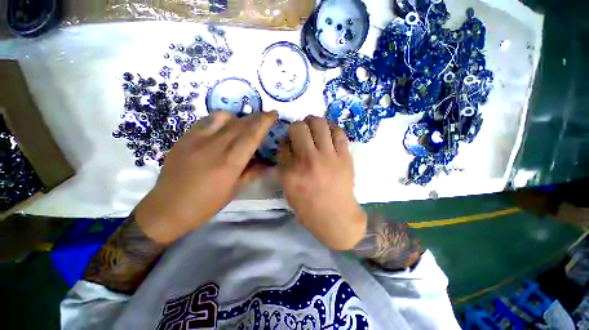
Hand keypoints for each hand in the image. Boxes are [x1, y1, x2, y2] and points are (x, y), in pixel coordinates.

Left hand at [135, 111, 277, 243]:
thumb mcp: (234, 190)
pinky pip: (206, 121)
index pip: (252, 136)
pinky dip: (220, 119)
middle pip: (240, 124)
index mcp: (230, 163)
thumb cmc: (206, 204)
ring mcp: (197, 140)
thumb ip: (252, 172)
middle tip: (265, 116)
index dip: (265, 122)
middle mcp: (214, 147)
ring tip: (243, 124)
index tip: (274, 113)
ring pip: (223, 117)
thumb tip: (268, 164)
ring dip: (238, 117)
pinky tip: (222, 127)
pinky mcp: (184, 138)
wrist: (167, 208)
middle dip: (256, 117)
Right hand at [279, 116, 366, 249]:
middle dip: (297, 125)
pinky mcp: (345, 157)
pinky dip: (332, 128)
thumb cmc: (309, 207)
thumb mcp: (288, 189)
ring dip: (314, 121)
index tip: (289, 139)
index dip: (286, 138)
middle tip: (301, 130)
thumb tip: (286, 144)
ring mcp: (329, 157)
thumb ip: (284, 165)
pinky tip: (329, 132)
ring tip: (314, 127)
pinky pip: (339, 133)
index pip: (284, 143)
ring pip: (320, 124)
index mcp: (291, 171)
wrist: (337, 217)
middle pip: (300, 128)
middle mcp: (309, 160)